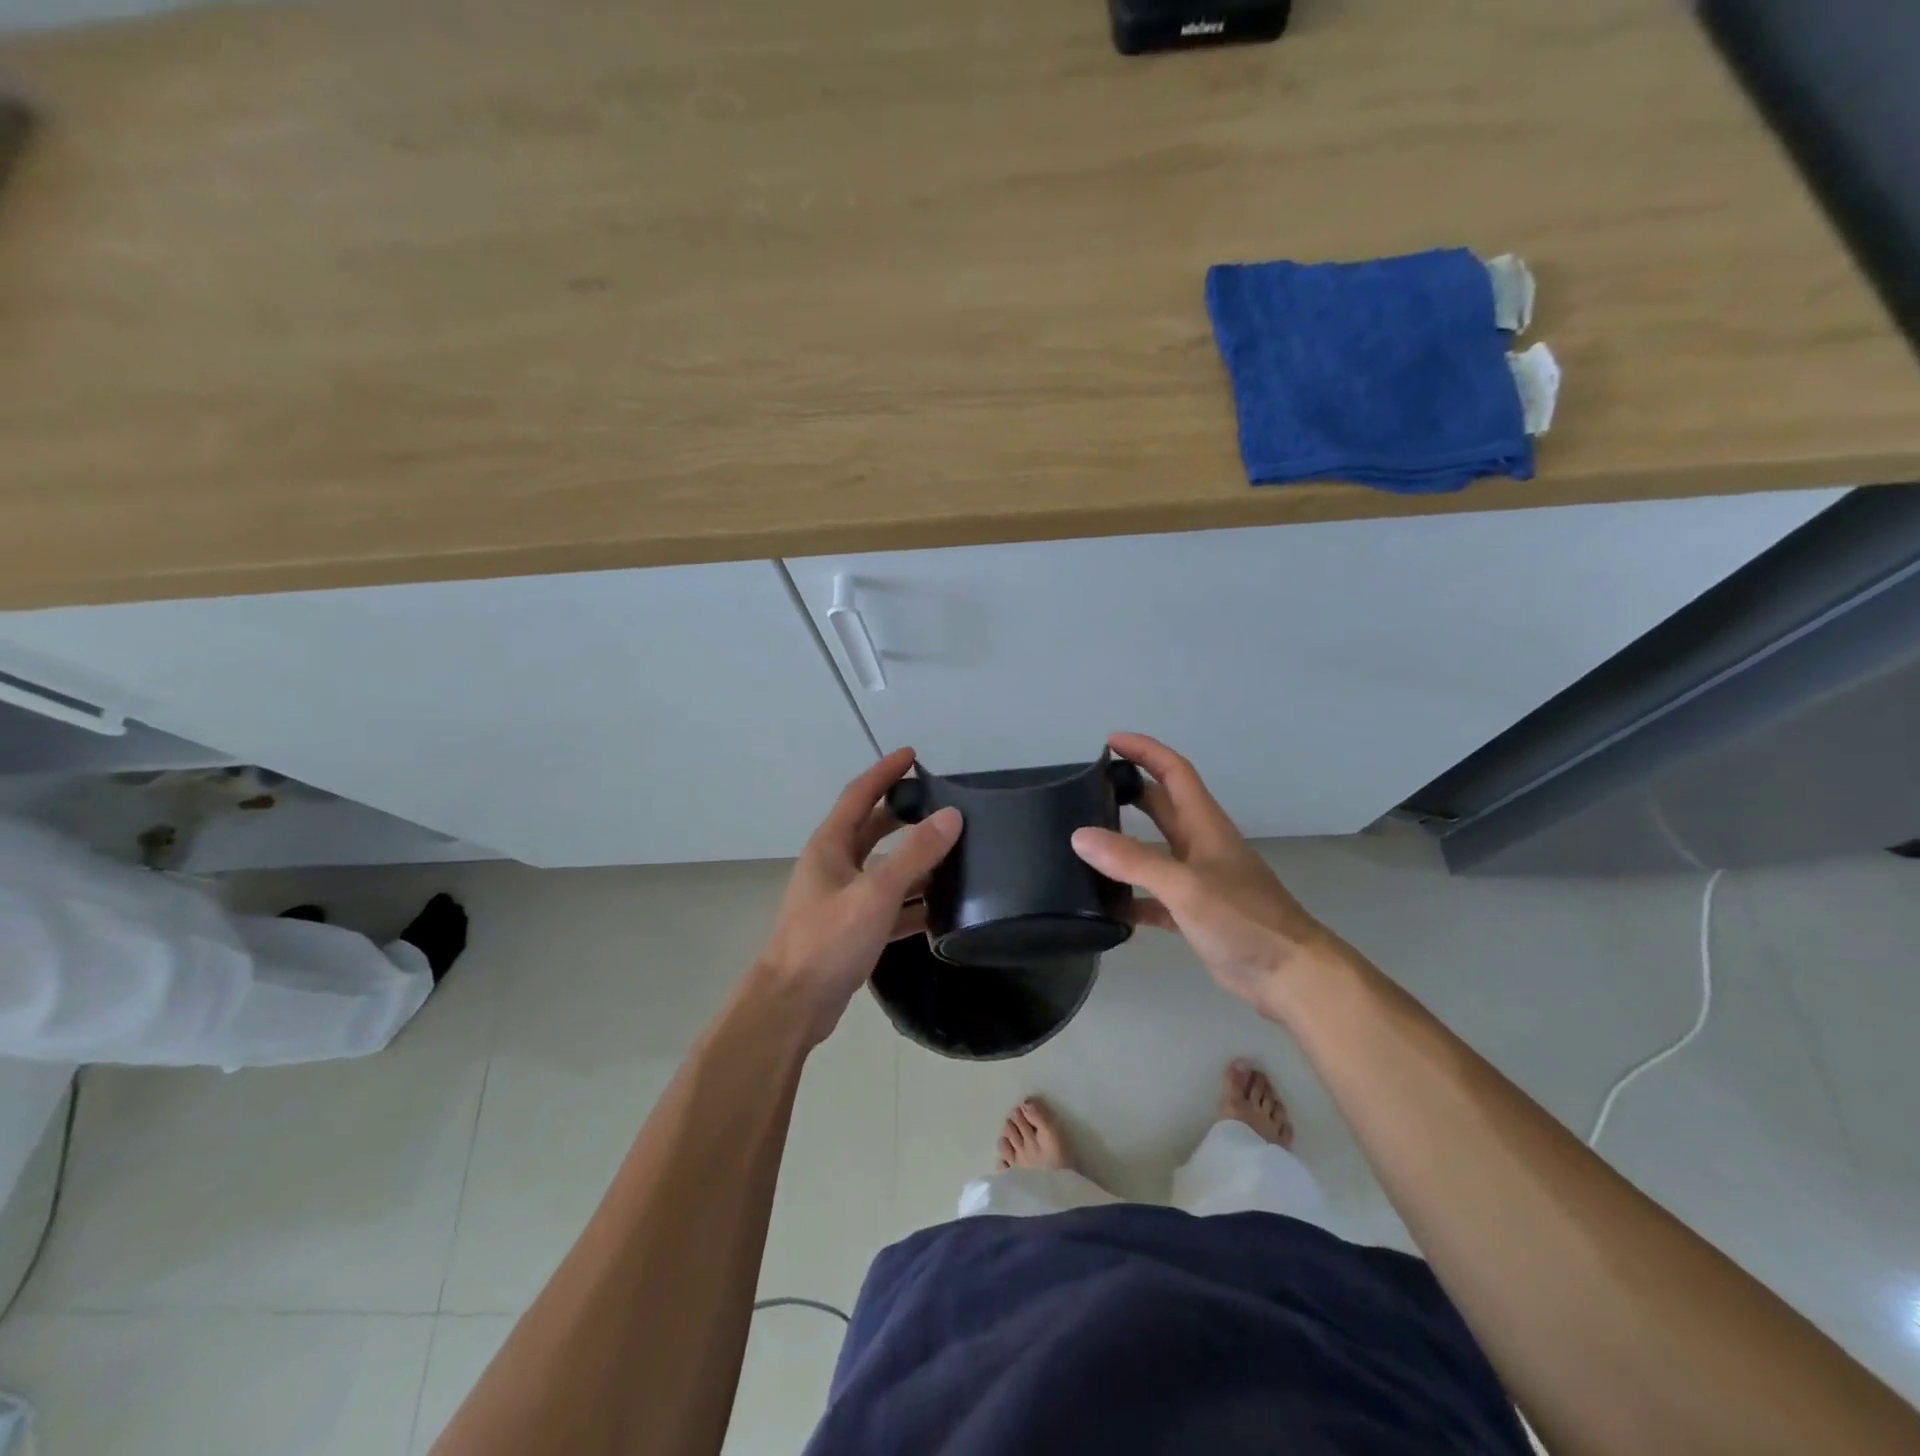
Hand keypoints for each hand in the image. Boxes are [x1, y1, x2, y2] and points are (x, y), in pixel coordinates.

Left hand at [755, 747, 962, 1045]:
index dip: (885, 772)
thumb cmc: (827, 941)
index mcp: (830, 846)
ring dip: (913, 862)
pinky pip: (888, 905)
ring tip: (954, 855)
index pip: (859, 794)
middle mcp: (833, 865)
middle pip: (872, 829)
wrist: (792, 1005)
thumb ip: (914, 854)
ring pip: (883, 869)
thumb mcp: (876, 893)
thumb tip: (951, 816)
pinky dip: (912, 903)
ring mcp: (841, 898)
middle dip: (903, 815)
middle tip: (940, 805)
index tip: (912, 755)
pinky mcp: (851, 928)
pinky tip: (942, 910)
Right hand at [1071, 733, 1346, 1019]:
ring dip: (1122, 845)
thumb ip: (1132, 860)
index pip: (1173, 771)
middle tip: (1086, 790)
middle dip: (1128, 791)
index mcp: (1204, 826)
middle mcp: (1199, 846)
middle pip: (1160, 806)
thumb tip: (1080, 836)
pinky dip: (1129, 897)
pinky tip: (1105, 908)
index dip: (1144, 751)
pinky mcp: (1193, 913)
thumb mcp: (1184, 885)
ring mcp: (1196, 880)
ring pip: (1152, 851)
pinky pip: (1152, 896)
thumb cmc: (1243, 919)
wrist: (1289, 974)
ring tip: (1083, 845)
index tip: (1109, 742)